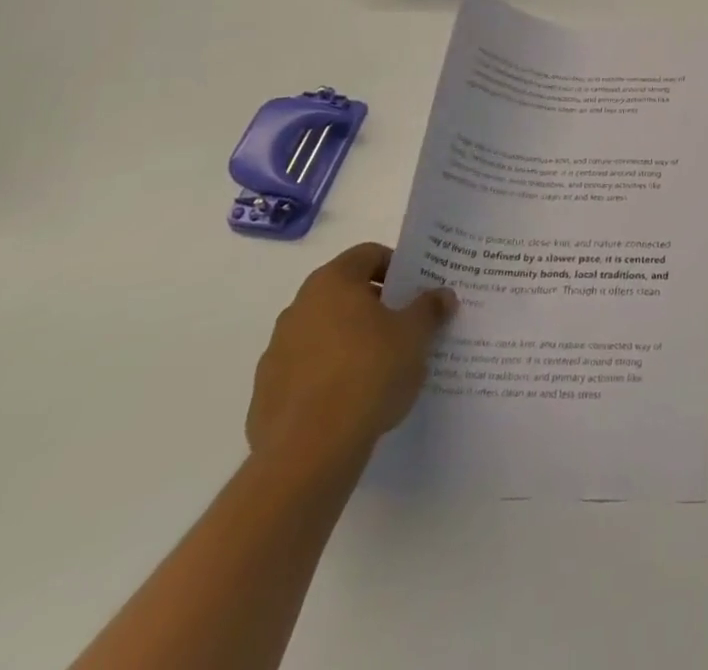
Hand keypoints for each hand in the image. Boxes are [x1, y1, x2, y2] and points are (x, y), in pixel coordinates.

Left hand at [246, 243, 457, 468]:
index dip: (397, 266)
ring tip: (383, 367)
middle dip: (376, 306)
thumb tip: (441, 295)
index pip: (368, 254)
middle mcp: (298, 309)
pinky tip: (354, 400)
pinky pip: (307, 372)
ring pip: (324, 334)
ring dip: (351, 342)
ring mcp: (276, 353)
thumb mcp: (416, 335)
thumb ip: (429, 308)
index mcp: (332, 283)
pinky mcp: (266, 395)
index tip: (417, 290)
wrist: (309, 452)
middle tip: (406, 325)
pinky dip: (329, 377)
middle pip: (345, 294)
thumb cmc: (369, 372)